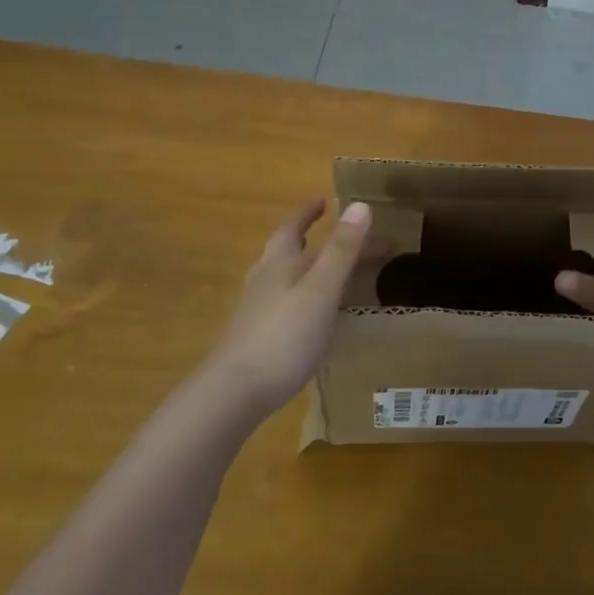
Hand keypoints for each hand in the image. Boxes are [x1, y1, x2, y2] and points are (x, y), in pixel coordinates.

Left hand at [211, 200, 373, 415]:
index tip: (323, 200)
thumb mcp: (321, 289)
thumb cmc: (283, 336)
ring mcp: (257, 311)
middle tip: (335, 232)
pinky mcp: (256, 338)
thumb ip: (342, 250)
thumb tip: (360, 204)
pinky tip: (310, 313)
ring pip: (282, 277)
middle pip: (287, 250)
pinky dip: (301, 295)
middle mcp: (265, 281)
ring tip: (324, 268)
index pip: (293, 228)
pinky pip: (283, 303)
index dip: (308, 213)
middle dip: (310, 238)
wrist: (233, 394)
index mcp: (281, 264)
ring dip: (304, 266)